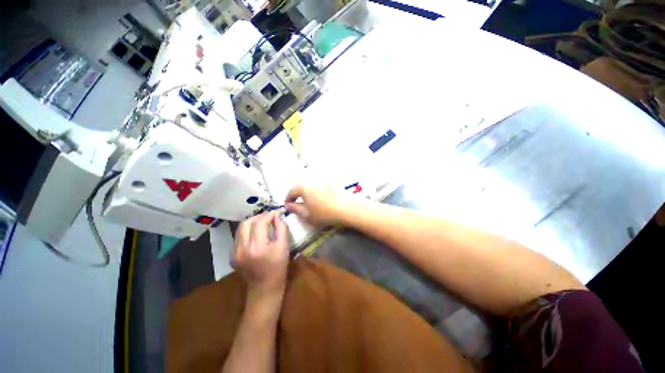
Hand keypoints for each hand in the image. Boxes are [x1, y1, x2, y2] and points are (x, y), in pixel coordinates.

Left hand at [232, 211, 288, 295]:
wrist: (264, 289)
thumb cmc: (278, 268)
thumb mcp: (284, 247)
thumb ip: (281, 229)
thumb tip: (277, 216)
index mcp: (257, 247)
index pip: (260, 223)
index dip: (269, 215)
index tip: (277, 212)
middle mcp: (242, 249)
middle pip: (246, 223)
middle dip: (259, 217)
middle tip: (269, 217)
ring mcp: (235, 253)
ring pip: (240, 229)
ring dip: (252, 223)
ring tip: (263, 224)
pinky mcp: (232, 256)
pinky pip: (239, 237)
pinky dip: (248, 231)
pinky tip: (256, 235)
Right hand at [285, 184, 359, 225]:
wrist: (345, 207)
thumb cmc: (323, 212)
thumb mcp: (306, 214)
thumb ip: (295, 209)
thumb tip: (288, 205)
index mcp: (302, 187)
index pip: (291, 192)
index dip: (288, 199)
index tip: (288, 206)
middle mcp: (311, 179)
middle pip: (300, 186)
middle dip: (298, 194)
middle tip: (299, 203)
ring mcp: (321, 179)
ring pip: (310, 184)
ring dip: (308, 191)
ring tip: (311, 200)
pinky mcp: (330, 180)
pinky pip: (320, 183)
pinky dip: (318, 189)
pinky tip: (322, 196)